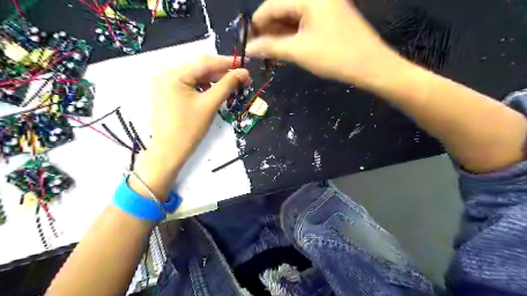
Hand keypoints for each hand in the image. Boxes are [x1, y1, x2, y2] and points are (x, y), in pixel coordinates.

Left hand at [147, 54, 247, 165]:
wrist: (169, 152)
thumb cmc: (189, 129)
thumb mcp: (210, 105)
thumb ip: (227, 85)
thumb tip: (244, 72)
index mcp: (174, 74)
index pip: (205, 62)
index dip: (228, 63)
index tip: (245, 66)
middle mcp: (167, 74)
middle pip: (200, 68)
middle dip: (222, 73)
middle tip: (242, 80)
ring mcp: (166, 84)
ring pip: (196, 76)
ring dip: (215, 80)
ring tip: (232, 86)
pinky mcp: (169, 93)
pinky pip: (190, 85)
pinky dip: (205, 87)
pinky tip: (216, 92)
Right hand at [246, 0, 399, 87]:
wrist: (372, 66)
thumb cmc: (334, 57)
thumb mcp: (298, 51)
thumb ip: (270, 47)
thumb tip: (248, 48)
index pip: (271, 5)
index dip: (256, 25)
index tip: (247, 43)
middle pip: (282, 9)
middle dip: (269, 30)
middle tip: (260, 51)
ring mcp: (326, 5)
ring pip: (293, 16)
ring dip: (280, 34)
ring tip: (271, 52)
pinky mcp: (331, 16)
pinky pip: (305, 22)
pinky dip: (294, 34)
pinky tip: (287, 47)